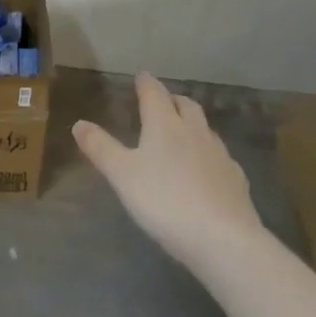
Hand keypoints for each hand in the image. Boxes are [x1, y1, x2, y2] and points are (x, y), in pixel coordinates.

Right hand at [73, 73, 265, 269]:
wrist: (223, 239)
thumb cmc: (164, 201)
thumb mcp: (122, 175)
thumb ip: (101, 148)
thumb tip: (79, 123)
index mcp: (165, 124)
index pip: (154, 93)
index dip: (146, 84)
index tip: (141, 77)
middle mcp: (194, 131)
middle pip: (185, 105)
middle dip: (172, 99)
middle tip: (163, 101)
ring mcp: (219, 154)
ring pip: (205, 128)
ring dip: (192, 124)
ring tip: (183, 132)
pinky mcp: (236, 179)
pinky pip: (220, 156)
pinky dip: (209, 153)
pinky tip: (206, 169)